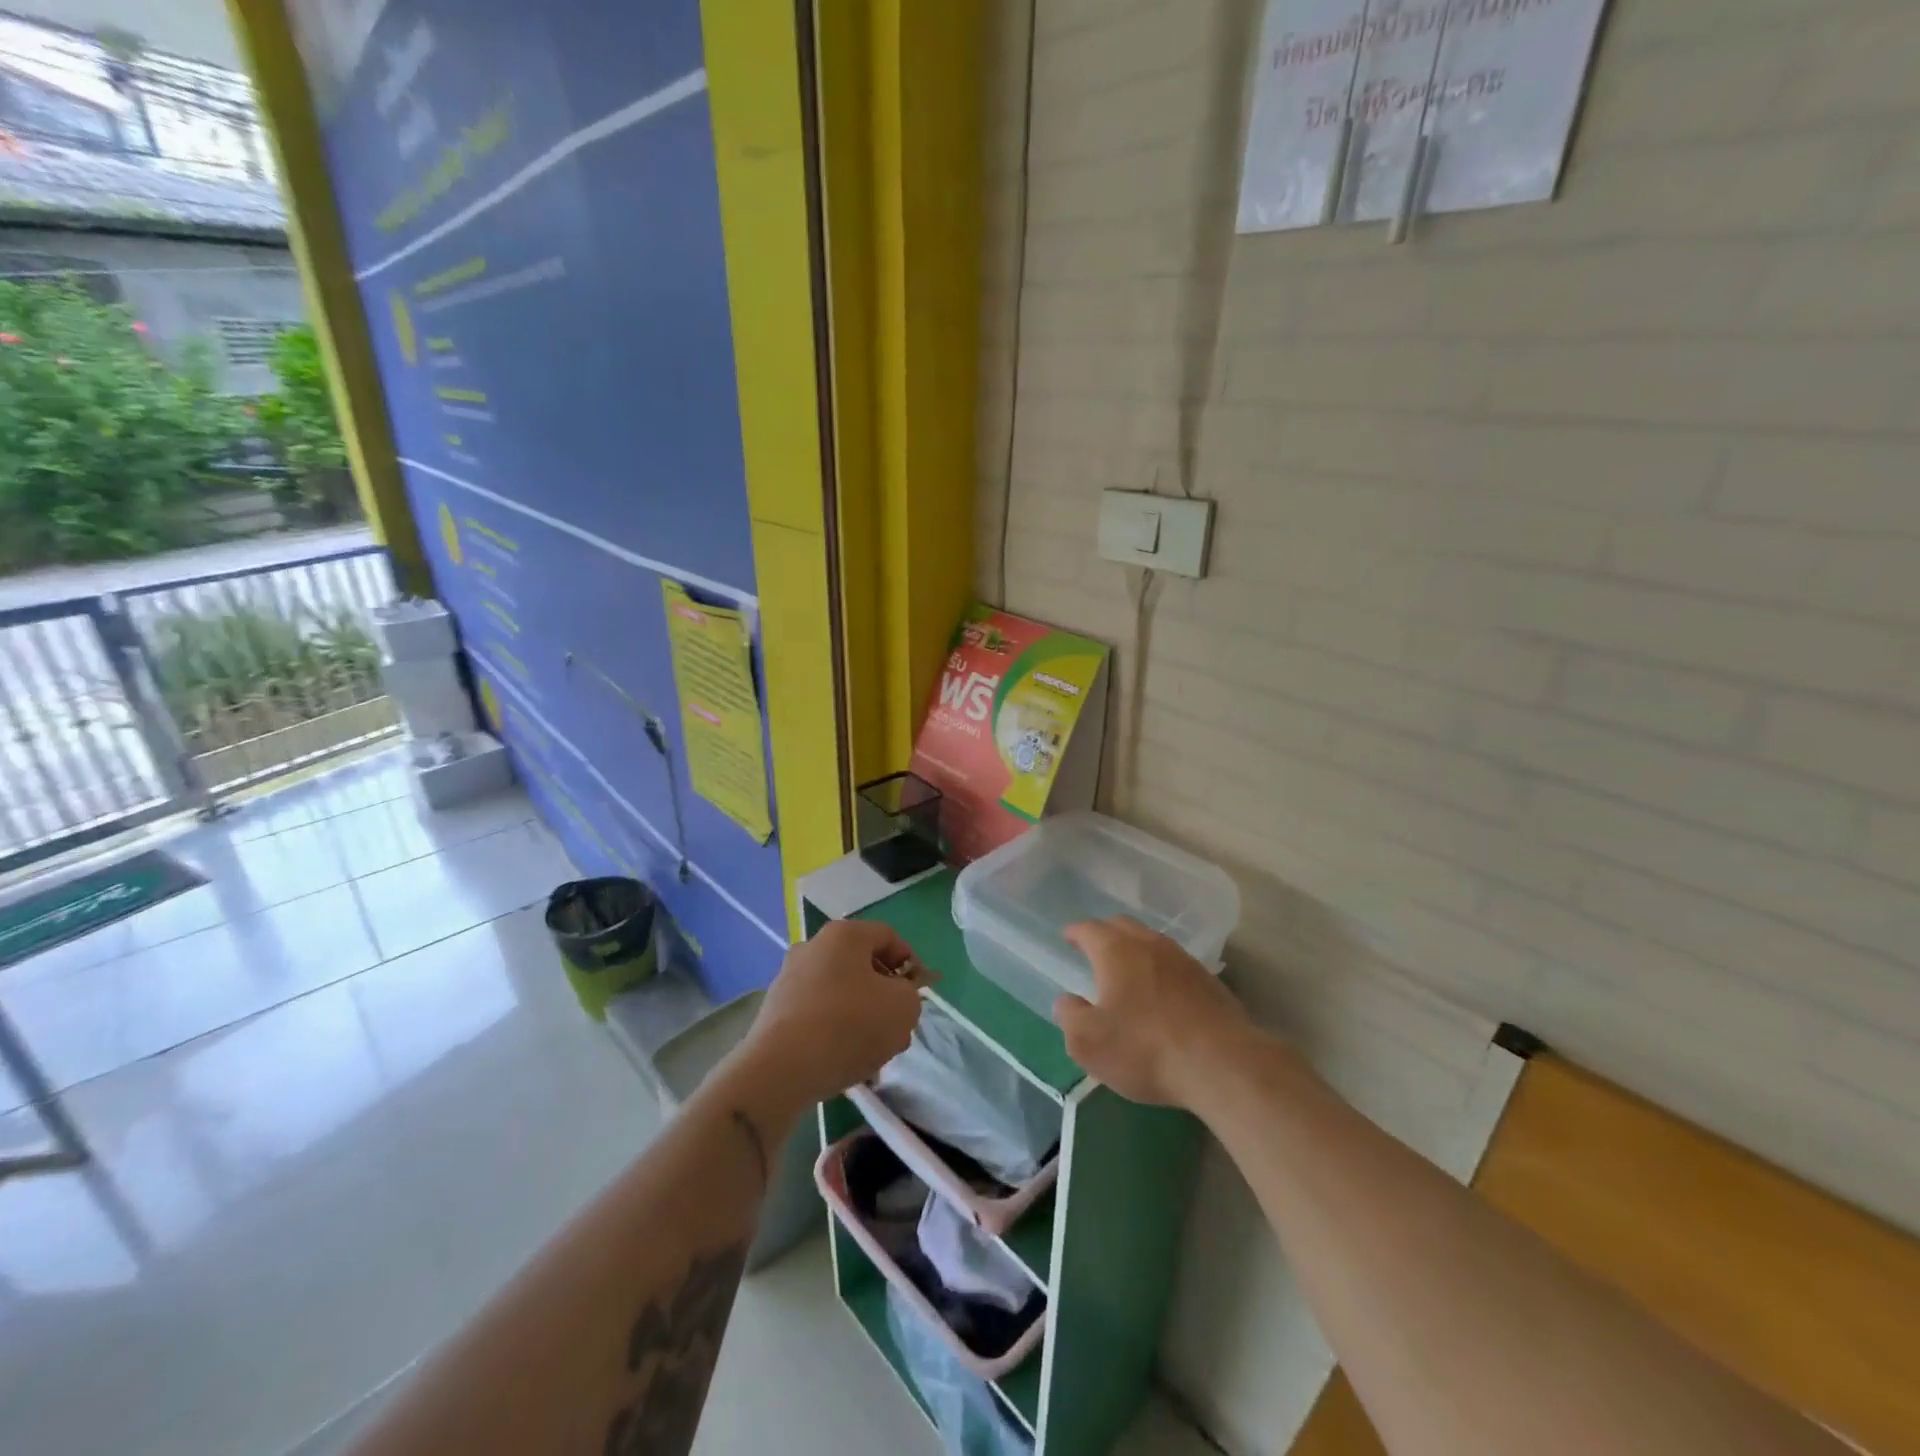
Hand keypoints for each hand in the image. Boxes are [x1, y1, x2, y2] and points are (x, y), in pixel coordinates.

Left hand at [737, 920, 931, 1110]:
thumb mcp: (903, 1008)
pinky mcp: (775, 1009)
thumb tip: (897, 997)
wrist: (780, 1069)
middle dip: (885, 994)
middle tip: (898, 1025)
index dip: (910, 963)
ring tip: (873, 1050)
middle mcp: (813, 946)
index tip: (918, 994)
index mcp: (844, 935)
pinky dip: (834, 1028)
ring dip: (862, 1014)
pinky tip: (843, 1058)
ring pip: (840, 990)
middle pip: (862, 964)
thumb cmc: (849, 1025)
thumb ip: (911, 995)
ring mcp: (789, 977)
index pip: (888, 937)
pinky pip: (817, 1011)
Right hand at [1053, 917, 1257, 1108]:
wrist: (1221, 1065)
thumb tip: (1066, 1001)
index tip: (1067, 937)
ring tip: (1128, 966)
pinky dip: (1161, 969)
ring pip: (1153, 942)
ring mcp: (1184, 961)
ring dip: (1136, 948)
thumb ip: (1070, 1016)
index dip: (1076, 932)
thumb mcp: (1089, 1042)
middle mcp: (1150, 945)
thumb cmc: (1145, 1049)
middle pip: (1124, 926)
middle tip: (1094, 946)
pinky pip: (1176, 964)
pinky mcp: (1210, 982)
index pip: (1090, 929)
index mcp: (1116, 951)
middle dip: (1105, 933)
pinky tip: (1162, 991)